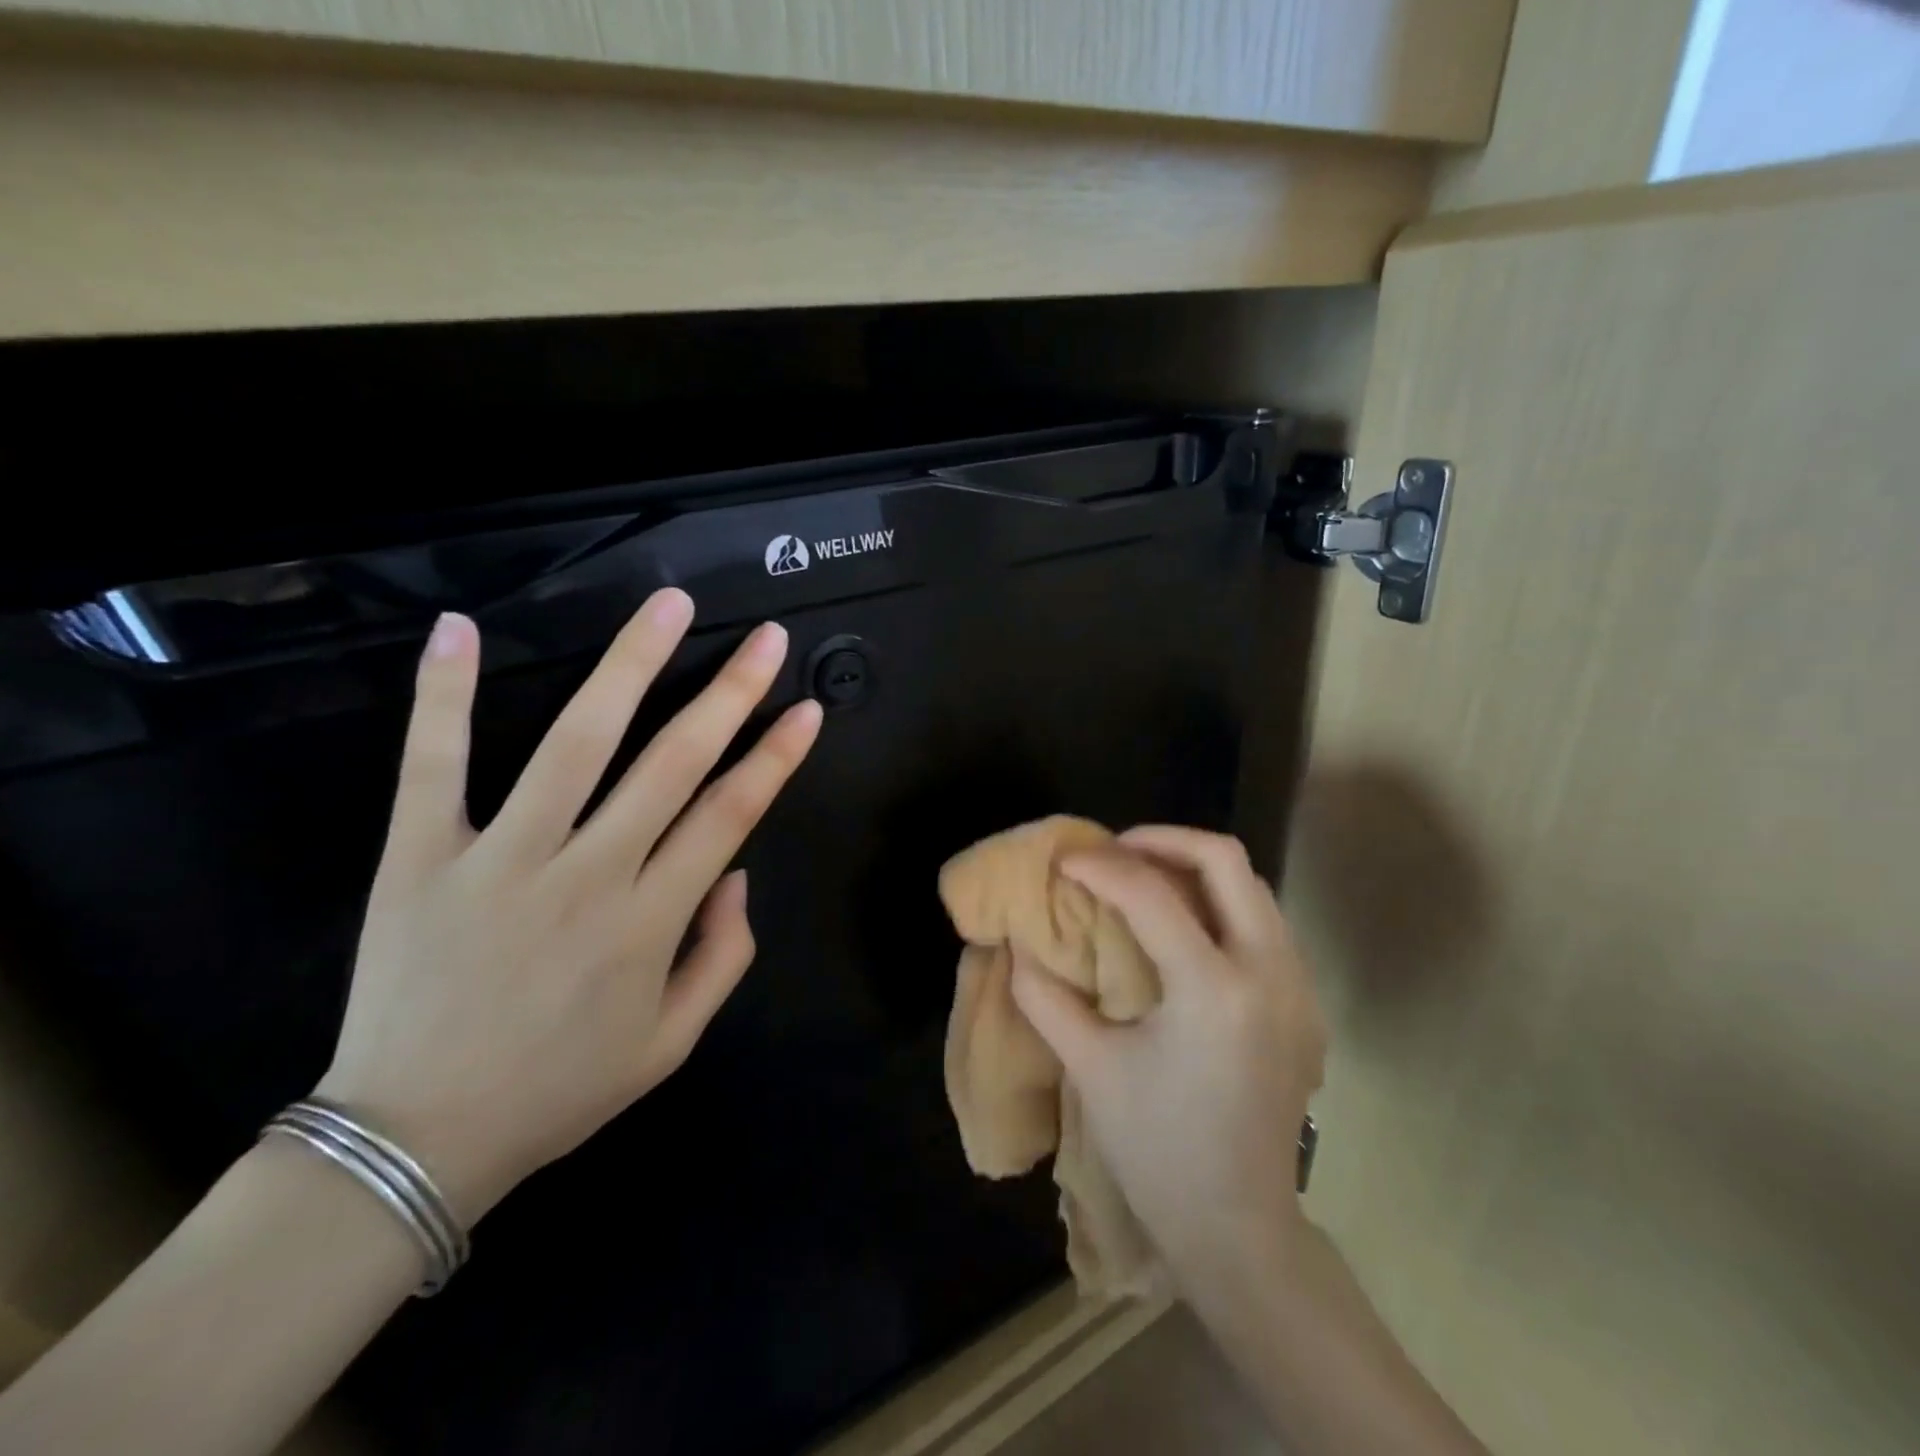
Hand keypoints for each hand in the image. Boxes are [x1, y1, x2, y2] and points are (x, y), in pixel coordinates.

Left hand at [315, 590, 821, 1223]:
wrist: (413, 1141)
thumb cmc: (559, 1090)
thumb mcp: (671, 1043)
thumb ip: (723, 956)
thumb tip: (737, 873)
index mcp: (649, 922)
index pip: (730, 816)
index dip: (775, 757)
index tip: (807, 709)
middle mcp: (587, 875)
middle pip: (672, 764)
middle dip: (729, 694)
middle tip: (766, 638)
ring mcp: (500, 859)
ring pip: (575, 743)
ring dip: (628, 667)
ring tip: (668, 607)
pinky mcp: (419, 856)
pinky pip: (431, 765)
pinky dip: (441, 696)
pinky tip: (460, 627)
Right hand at [1010, 826, 1326, 1282]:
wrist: (1238, 1228)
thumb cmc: (1158, 1151)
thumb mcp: (1090, 1068)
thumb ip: (1045, 997)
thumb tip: (1016, 947)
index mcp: (1214, 992)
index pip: (1153, 895)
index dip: (1101, 866)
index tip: (1064, 860)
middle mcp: (1270, 975)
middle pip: (1226, 861)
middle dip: (1163, 840)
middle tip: (1113, 851)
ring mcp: (1299, 989)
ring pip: (1253, 887)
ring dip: (1194, 869)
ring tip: (1142, 880)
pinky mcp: (1305, 1007)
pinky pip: (1264, 925)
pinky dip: (1219, 905)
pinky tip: (1182, 931)